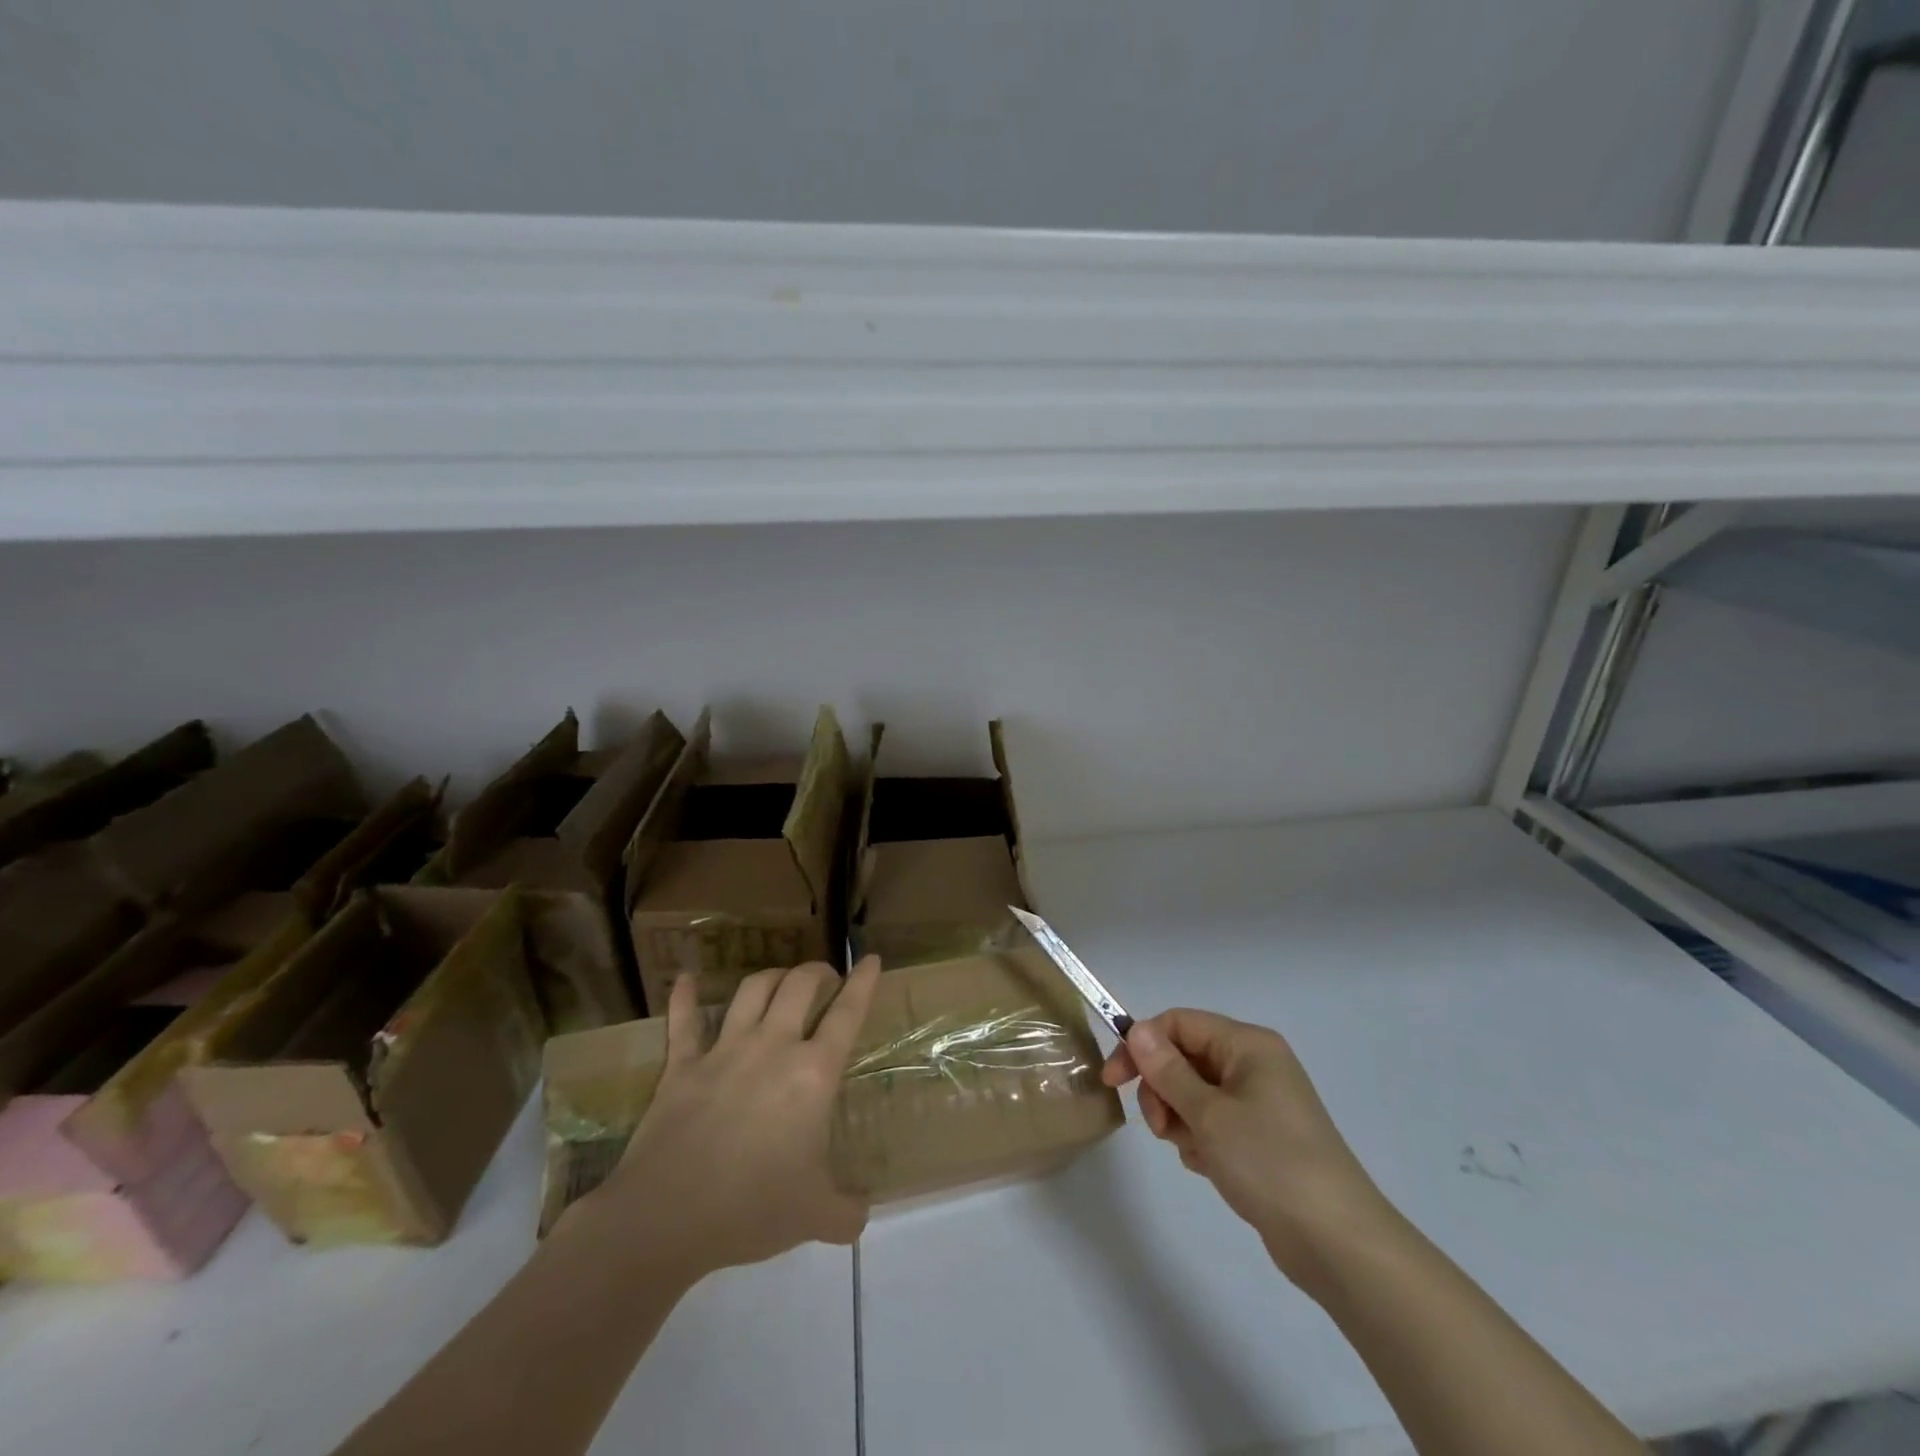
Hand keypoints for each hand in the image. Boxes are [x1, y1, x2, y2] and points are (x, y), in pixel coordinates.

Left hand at [592, 956, 882, 1279]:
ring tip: (780, 980)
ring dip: (771, 977)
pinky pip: (684, 1021)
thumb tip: (862, 1215)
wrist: (667, 1217)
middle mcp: (772, 1046)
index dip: (862, 983)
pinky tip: (686, 979)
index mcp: (812, 1073)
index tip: (869, 959)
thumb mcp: (815, 1216)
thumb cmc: (751, 1208)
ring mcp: (724, 1050)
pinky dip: (685, 996)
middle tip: (824, 978)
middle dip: (816, 972)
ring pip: (752, 990)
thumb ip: (847, 1212)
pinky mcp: (682, 1065)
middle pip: (799, 985)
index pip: (846, 1014)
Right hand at [1103, 1008, 1393, 1296]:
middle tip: (1159, 1127)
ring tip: (1192, 1152)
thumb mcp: (1209, 1114)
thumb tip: (1137, 1030)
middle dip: (1163, 1089)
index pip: (1179, 1024)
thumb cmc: (1270, 1163)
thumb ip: (1167, 1070)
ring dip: (1180, 1118)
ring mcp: (1260, 1103)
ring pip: (1194, 1093)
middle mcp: (1254, 1065)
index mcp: (1247, 1045)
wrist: (1338, 1244)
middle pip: (1185, 1058)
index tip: (1114, 1081)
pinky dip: (1200, 1140)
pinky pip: (1212, 1122)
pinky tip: (1209, 1167)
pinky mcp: (1261, 1138)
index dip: (1142, 1045)